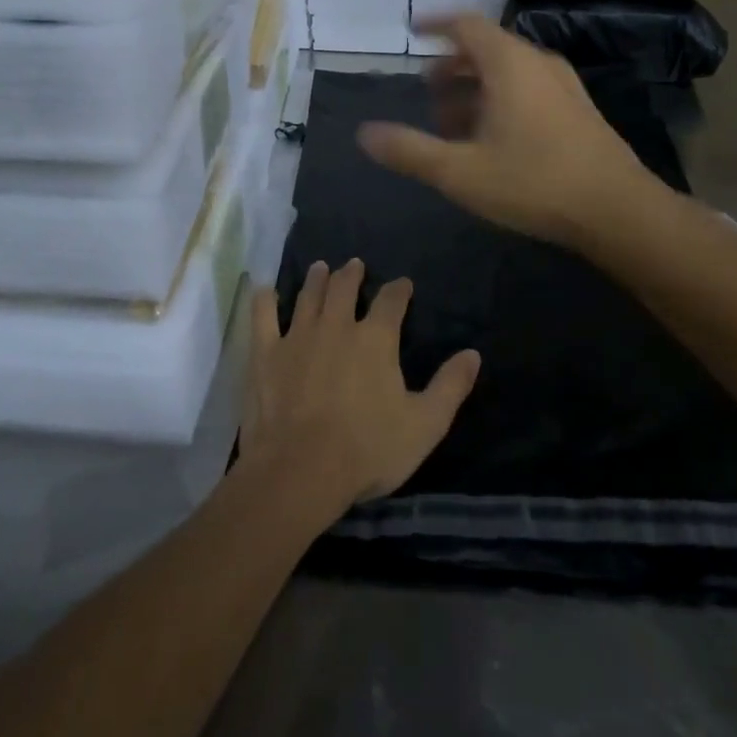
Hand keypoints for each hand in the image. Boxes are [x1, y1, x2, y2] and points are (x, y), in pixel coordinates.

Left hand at [238, 260, 480, 514]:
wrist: (300, 471)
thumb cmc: (368, 450)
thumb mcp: (425, 424)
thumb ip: (450, 386)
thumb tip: (473, 353)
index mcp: (375, 338)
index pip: (391, 301)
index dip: (399, 290)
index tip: (403, 284)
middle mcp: (336, 325)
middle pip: (344, 288)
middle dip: (352, 274)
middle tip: (354, 265)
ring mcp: (297, 336)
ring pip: (308, 296)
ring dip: (316, 279)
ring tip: (320, 267)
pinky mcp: (266, 354)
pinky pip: (262, 317)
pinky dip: (263, 300)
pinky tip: (264, 289)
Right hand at [356, 13, 651, 249]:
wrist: (618, 211)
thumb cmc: (533, 182)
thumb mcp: (460, 171)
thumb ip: (410, 151)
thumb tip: (364, 134)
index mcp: (509, 64)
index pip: (466, 25)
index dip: (436, 24)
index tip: (414, 29)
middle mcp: (538, 64)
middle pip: (486, 49)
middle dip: (452, 67)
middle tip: (427, 91)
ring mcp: (564, 87)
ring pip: (509, 73)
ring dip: (475, 89)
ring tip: (452, 123)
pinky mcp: (578, 111)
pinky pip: (529, 90)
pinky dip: (500, 101)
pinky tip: (492, 141)